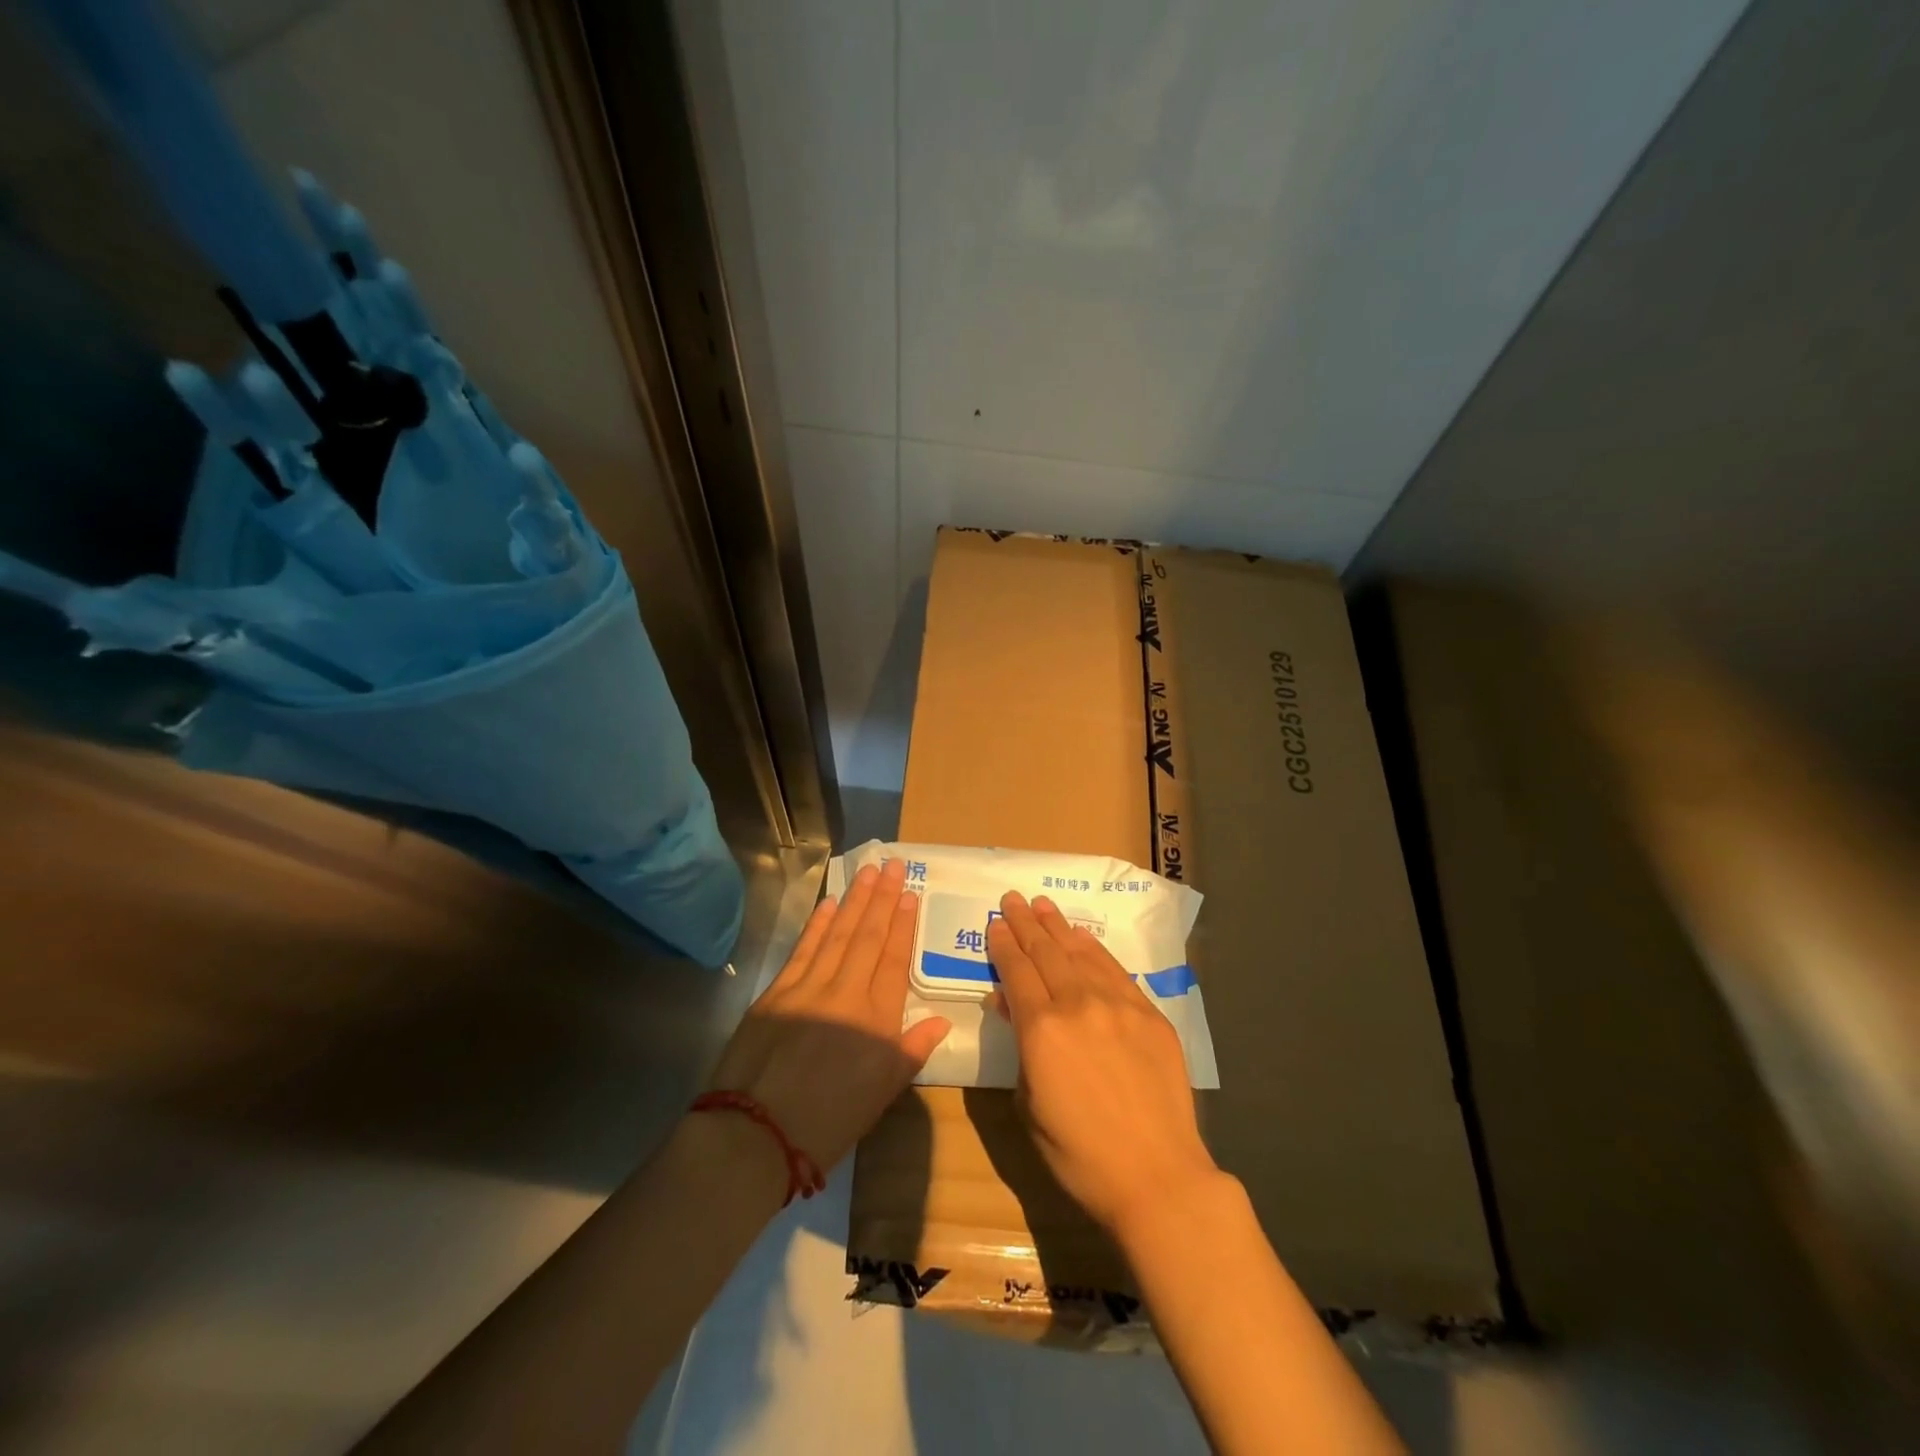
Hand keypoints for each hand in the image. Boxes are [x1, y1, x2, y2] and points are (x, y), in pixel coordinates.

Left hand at [707, 860, 950, 1174]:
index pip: (894, 960)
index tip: (910, 894)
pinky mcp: (776, 992)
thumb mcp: (881, 1095)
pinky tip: (830, 904)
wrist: (755, 1134)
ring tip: (868, 872)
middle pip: (868, 937)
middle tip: (892, 865)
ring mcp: (808, 988)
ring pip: (837, 934)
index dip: (903, 925)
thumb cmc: (828, 1122)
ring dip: (854, 901)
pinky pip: (803, 949)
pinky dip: (817, 924)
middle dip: (882, 898)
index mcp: (877, 1019)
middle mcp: (846, 993)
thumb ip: (911, 1051)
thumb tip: (940, 1021)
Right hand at [987, 891, 1219, 1238]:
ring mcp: (1118, 1005)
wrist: (1157, 1176)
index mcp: (1042, 1029)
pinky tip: (1083, 938)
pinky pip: (1114, 970)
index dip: (1003, 945)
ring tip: (1043, 905)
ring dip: (1058, 927)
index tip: (995, 923)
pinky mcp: (1149, 1014)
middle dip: (1026, 923)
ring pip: (1080, 953)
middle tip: (1013, 899)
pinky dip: (1094, 949)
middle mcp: (1078, 1004)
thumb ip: (1021, 1049)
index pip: (1016, 972)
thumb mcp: (1029, 1106)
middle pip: (1046, 952)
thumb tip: (1012, 1007)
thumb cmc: (1080, 1155)